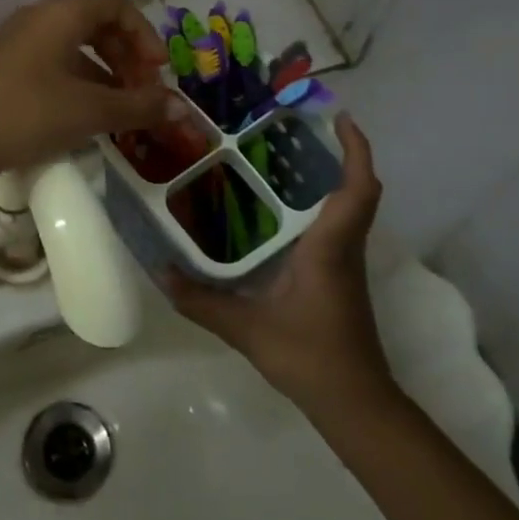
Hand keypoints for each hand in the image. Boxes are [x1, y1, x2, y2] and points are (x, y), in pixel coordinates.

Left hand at [0, 0, 172, 177]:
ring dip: (106, 71)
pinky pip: (55, 61)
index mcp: (61, 14)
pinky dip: (80, 80)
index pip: (116, 3)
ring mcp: (19, 41)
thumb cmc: (30, 113)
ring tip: (121, 107)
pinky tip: (88, 114)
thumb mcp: (91, 111)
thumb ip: (139, 107)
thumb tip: (180, 110)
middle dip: (127, 54)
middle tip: (142, 90)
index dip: (144, 33)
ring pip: (76, 44)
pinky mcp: (7, 66)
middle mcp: (39, 17)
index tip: (156, 70)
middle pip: (97, 21)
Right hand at [166, 114, 394, 409]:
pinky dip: (323, 204)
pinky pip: (339, 225)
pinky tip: (284, 208)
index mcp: (329, 248)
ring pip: (350, 207)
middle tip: (300, 128)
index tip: (341, 117)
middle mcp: (344, 247)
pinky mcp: (341, 276)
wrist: (354, 402)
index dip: (356, 150)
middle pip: (357, 190)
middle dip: (340, 153)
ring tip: (287, 156)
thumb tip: (161, 272)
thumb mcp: (247, 329)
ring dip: (331, 177)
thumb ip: (202, 301)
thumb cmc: (309, 356)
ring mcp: (346, 263)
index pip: (357, 189)